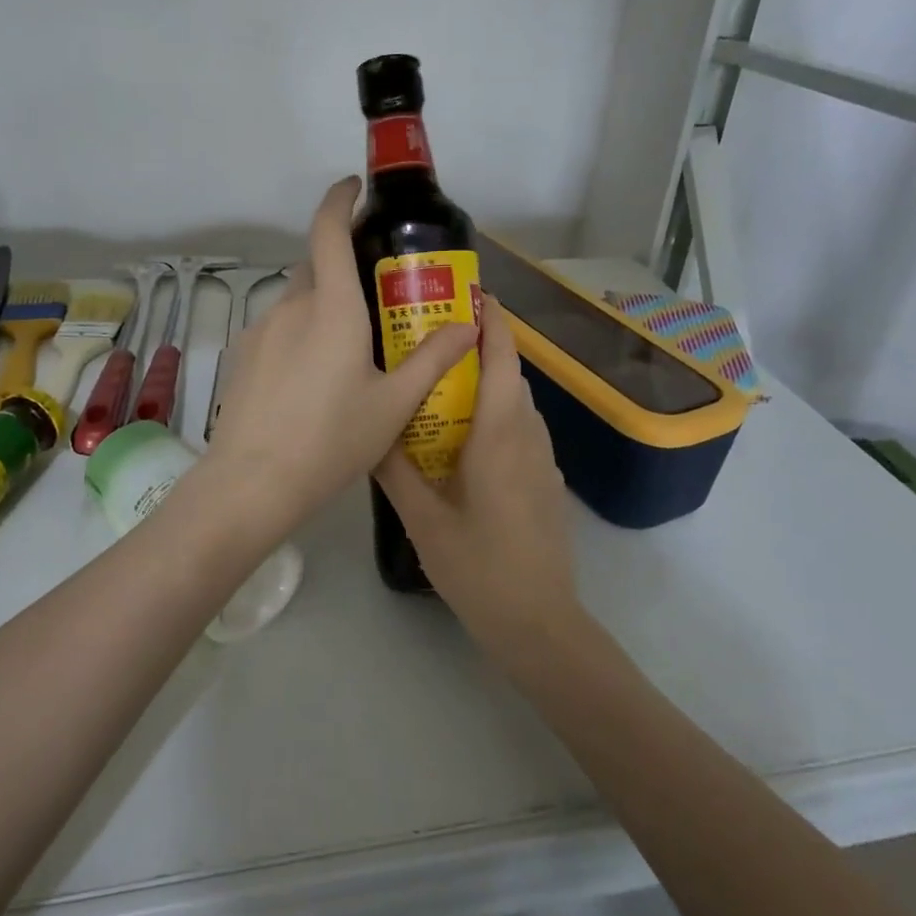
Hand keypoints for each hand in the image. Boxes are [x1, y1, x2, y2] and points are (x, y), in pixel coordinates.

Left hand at [200, 177, 476, 539]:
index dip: (340, 199)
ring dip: (322, 303)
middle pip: (316, 264)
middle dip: (343, 261)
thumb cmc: (331, 440)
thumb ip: (433, 359)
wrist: (253, 483)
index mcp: (331, 307)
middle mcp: (292, 306)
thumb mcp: (394, 404)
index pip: (328, 230)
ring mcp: (261, 330)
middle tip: (376, 290)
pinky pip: (279, 327)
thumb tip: (470, 325)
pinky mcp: (244, 355)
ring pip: (297, 298)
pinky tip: (313, 376)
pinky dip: (301, 331)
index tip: (355, 186)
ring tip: (349, 345)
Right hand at [373, 308, 577, 636]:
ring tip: (441, 386)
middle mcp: (529, 435)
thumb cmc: (478, 566)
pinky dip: (496, 416)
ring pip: (517, 404)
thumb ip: (395, 469)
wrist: (538, 622)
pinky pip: (521, 431)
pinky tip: (463, 440)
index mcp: (501, 433)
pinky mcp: (545, 482)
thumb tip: (369, 428)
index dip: (491, 320)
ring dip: (488, 384)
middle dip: (479, 349)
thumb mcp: (422, 517)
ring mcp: (543, 460)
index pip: (503, 357)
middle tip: (430, 342)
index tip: (468, 294)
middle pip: (510, 375)